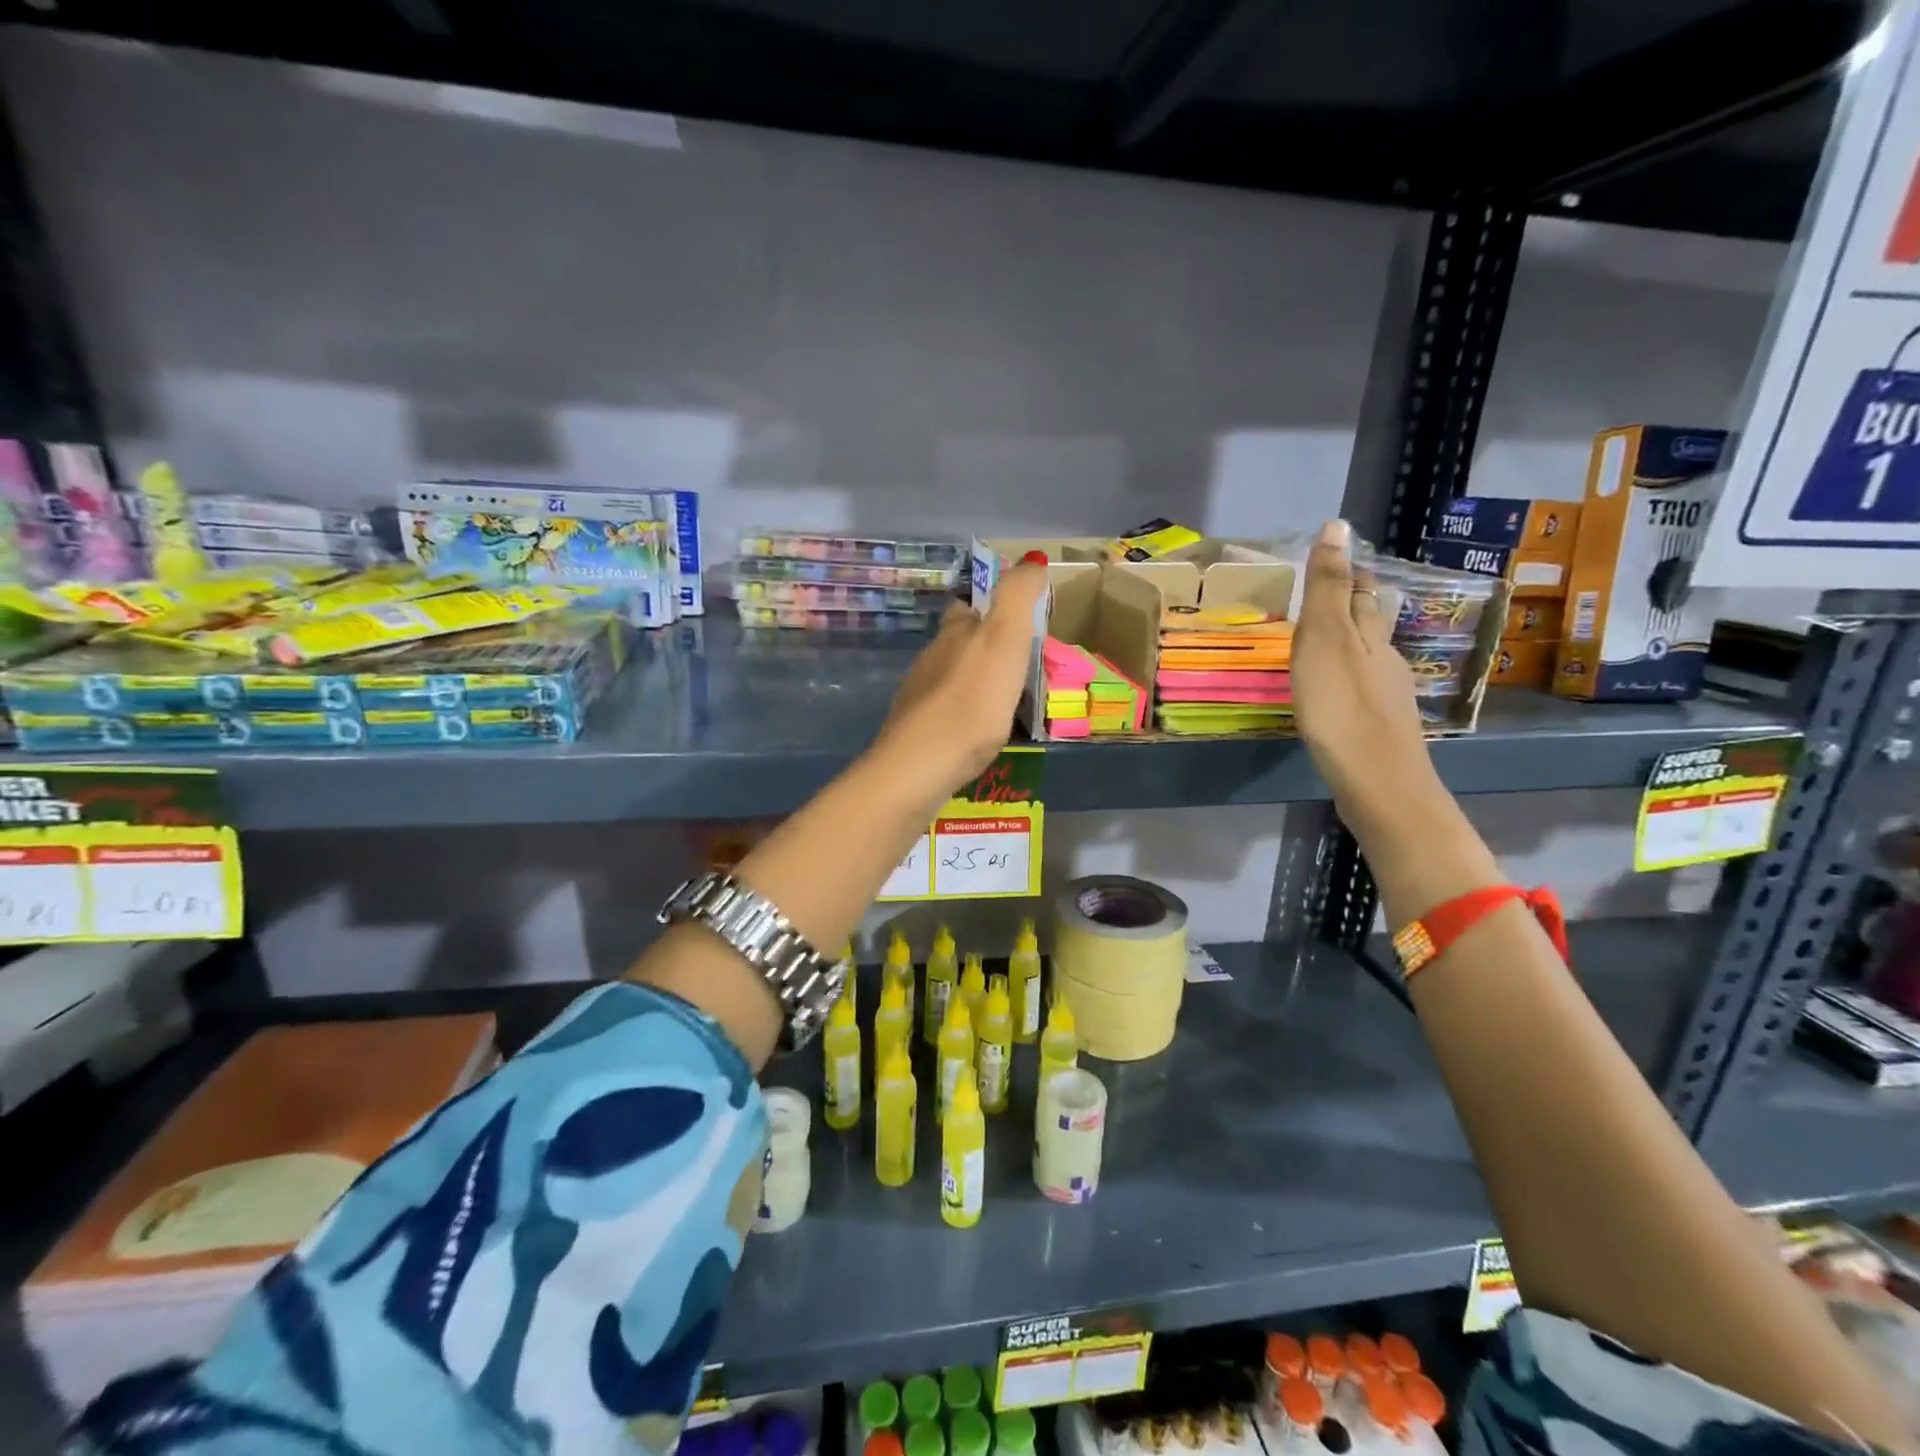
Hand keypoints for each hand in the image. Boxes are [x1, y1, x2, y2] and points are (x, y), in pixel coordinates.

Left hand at [875, 557, 1048, 803]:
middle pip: (956, 643)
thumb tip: (1032, 557)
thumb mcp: (1005, 637)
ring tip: (1002, 699)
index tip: (1015, 618)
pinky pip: (946, 714)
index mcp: (953, 633)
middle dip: (980, 646)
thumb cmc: (972, 699)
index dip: (989, 607)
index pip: (967, 608)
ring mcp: (920, 697)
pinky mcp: (917, 734)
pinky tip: (978, 731)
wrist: (922, 763)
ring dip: (973, 681)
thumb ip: (1017, 595)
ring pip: (949, 678)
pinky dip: (963, 714)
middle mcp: (931, 659)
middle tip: (1015, 662)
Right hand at [1291, 520, 1436, 826]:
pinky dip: (1348, 679)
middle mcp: (1386, 658)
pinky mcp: (1381, 727)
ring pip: (1369, 656)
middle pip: (1370, 622)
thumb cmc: (1342, 709)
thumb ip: (1327, 588)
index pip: (1359, 591)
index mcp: (1370, 635)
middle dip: (1349, 606)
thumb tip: (1338, 524)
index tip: (1326, 562)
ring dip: (1348, 644)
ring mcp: (1388, 695)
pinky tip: (1335, 693)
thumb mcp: (1326, 641)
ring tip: (1318, 644)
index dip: (1344, 574)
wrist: (1379, 784)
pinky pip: (1364, 689)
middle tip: (1318, 600)